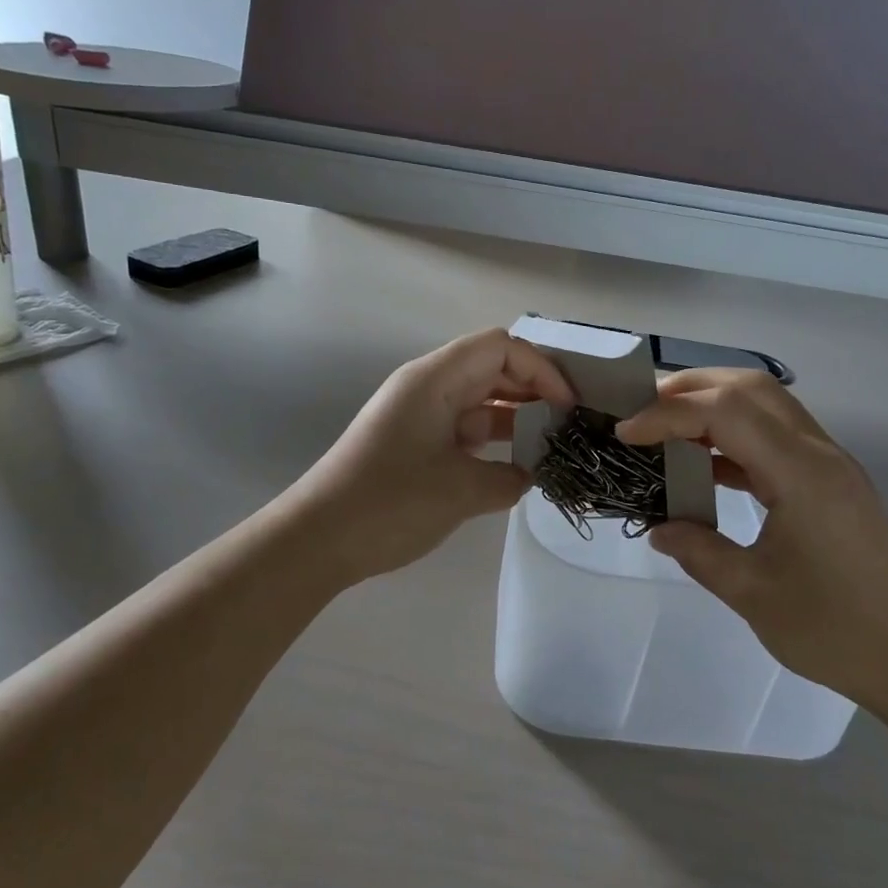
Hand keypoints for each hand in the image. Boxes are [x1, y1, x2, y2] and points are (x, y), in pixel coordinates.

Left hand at [288, 329, 573, 584]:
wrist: (319, 539)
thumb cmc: (390, 503)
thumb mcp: (461, 491)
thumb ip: (509, 478)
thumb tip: (529, 475)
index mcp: (434, 380)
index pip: (500, 348)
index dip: (541, 370)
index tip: (567, 407)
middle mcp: (427, 388)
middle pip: (491, 369)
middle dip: (533, 392)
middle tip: (567, 426)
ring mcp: (419, 416)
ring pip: (479, 402)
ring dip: (515, 419)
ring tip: (551, 447)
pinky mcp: (414, 445)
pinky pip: (463, 429)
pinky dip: (492, 443)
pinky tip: (516, 468)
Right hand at [617, 370, 887, 711]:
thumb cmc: (834, 630)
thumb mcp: (752, 593)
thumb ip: (699, 552)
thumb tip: (659, 528)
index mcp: (801, 473)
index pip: (725, 412)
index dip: (668, 414)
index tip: (625, 434)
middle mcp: (818, 453)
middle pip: (750, 388)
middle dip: (690, 388)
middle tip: (641, 410)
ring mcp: (828, 465)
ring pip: (765, 406)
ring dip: (712, 407)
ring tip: (664, 428)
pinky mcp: (830, 483)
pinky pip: (775, 438)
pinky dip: (733, 438)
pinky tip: (703, 464)